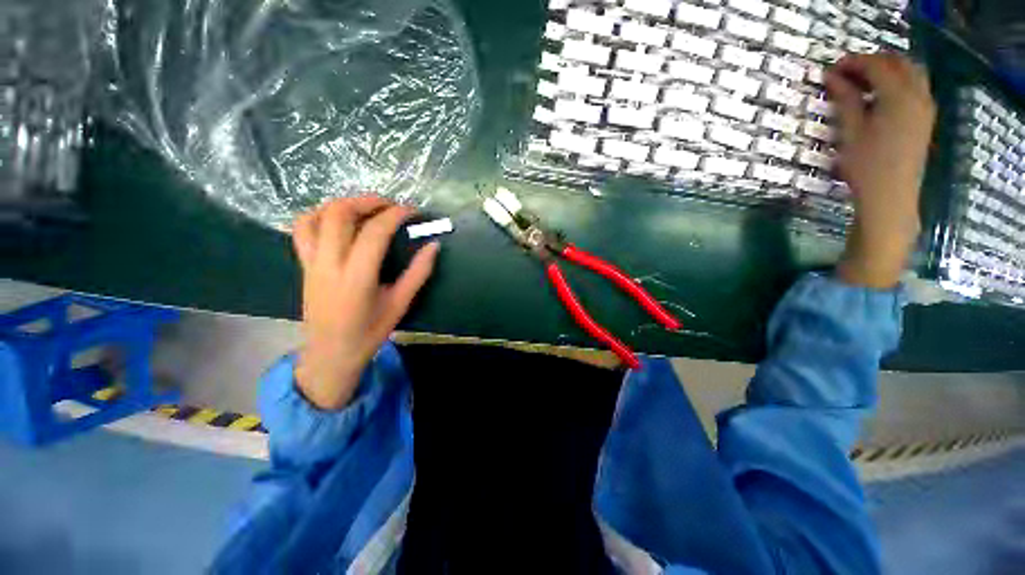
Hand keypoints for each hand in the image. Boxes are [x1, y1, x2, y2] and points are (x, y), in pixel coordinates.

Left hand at [291, 197, 439, 409]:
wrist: (330, 353)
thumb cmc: (369, 332)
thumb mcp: (400, 304)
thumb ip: (418, 273)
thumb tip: (433, 246)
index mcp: (357, 277)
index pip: (374, 232)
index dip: (395, 215)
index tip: (412, 211)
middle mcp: (329, 264)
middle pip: (340, 214)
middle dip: (368, 201)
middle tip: (391, 205)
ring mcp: (311, 262)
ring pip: (317, 216)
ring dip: (343, 204)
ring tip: (366, 209)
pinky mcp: (303, 264)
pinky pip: (302, 229)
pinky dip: (320, 215)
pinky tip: (339, 221)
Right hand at [826, 53, 936, 288]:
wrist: (890, 198)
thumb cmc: (866, 166)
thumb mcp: (850, 131)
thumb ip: (845, 100)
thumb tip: (832, 77)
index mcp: (899, 96)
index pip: (876, 65)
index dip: (853, 62)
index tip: (830, 69)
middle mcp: (918, 94)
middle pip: (898, 63)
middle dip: (872, 62)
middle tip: (845, 74)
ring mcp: (926, 107)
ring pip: (910, 73)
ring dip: (886, 71)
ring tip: (861, 84)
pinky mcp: (925, 119)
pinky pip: (915, 88)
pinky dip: (897, 84)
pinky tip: (878, 98)